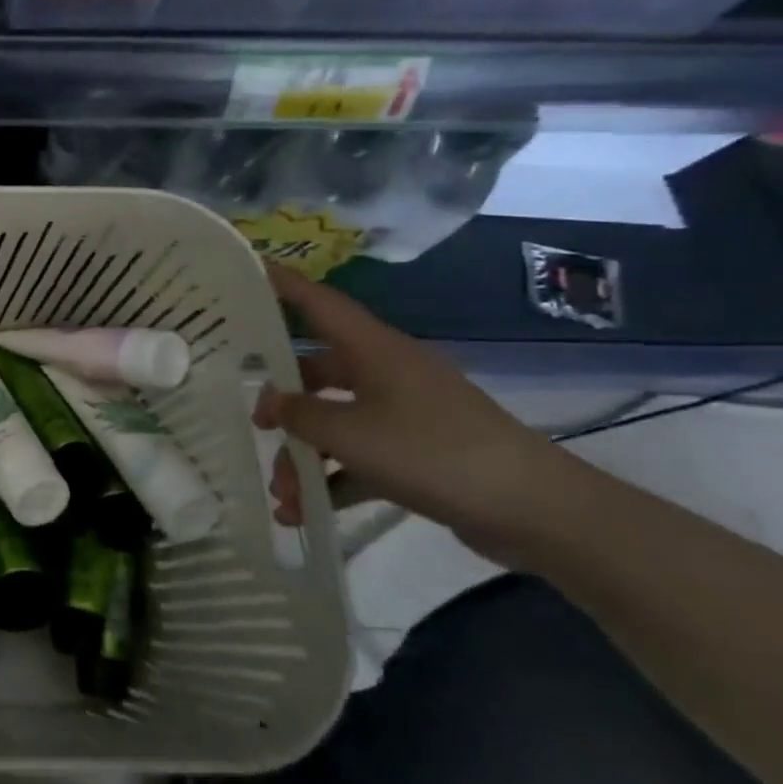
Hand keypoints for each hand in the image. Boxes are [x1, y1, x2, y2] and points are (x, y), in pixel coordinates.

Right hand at [254, 265, 571, 563]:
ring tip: (283, 495)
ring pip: (335, 423)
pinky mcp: (416, 452)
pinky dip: (332, 480)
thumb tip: (273, 402)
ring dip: (304, 457)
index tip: (248, 270)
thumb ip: (300, 415)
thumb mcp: (349, 434)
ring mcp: (404, 414)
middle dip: (283, 402)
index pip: (320, 304)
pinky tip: (304, 513)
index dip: (283, 285)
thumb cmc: (432, 452)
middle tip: (255, 424)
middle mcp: (386, 373)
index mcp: (374, 351)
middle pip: (318, 373)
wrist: (534, 510)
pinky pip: (358, 457)